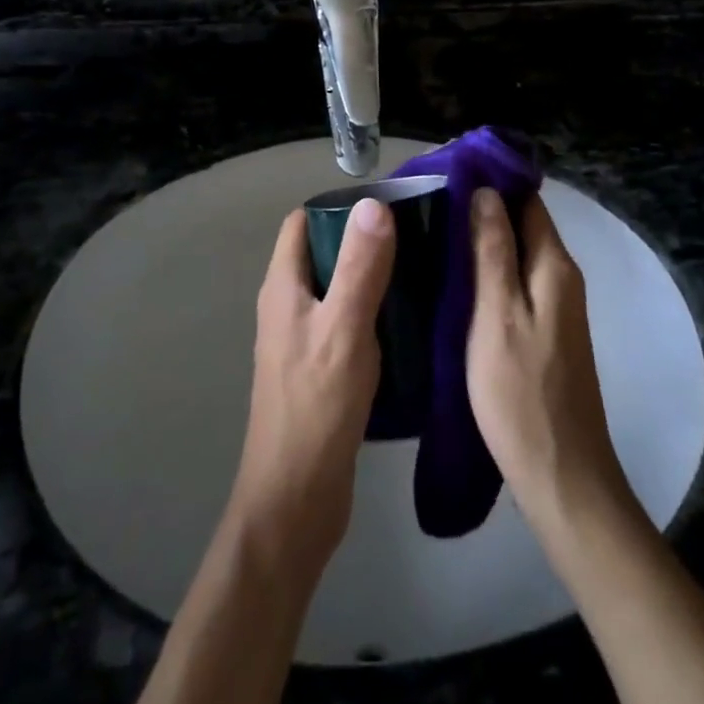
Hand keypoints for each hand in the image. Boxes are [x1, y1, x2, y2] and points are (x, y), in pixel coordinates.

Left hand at [228, 198, 395, 580]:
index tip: (386, 206)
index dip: (337, 207)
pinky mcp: (320, 369)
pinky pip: (346, 322)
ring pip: (338, 289)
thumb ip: (360, 266)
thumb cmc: (316, 406)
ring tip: (419, 272)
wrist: (296, 500)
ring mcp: (303, 339)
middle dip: (363, 240)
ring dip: (371, 278)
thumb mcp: (344, 328)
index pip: (302, 223)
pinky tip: (409, 322)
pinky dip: (373, 312)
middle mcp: (288, 306)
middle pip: (323, 253)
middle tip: (414, 237)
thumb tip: (373, 203)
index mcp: (284, 286)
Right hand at [466, 188, 627, 530]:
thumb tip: (486, 191)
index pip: (527, 200)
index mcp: (553, 266)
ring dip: (484, 241)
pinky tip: (457, 280)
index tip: (448, 175)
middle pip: (524, 224)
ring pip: (518, 254)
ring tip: (434, 234)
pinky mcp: (546, 332)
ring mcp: (557, 307)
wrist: (561, 476)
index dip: (492, 183)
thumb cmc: (521, 392)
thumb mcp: (497, 315)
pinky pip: (517, 283)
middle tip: (430, 204)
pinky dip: (490, 272)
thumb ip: (493, 251)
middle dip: (483, 209)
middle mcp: (562, 277)